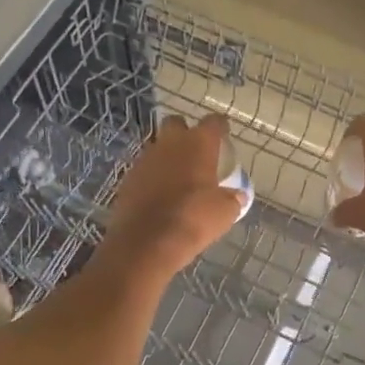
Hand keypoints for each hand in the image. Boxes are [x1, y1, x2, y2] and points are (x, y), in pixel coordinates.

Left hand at [102, 114, 245, 280]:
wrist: (146, 243)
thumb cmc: (194, 220)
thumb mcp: (225, 212)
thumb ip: (232, 198)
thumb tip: (237, 196)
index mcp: (198, 144)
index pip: (213, 122)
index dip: (220, 127)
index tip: (224, 135)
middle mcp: (170, 144)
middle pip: (177, 124)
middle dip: (186, 133)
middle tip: (197, 153)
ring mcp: (145, 160)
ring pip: (158, 147)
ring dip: (168, 157)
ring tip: (179, 178)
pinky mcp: (127, 179)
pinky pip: (144, 170)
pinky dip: (153, 178)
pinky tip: (161, 196)